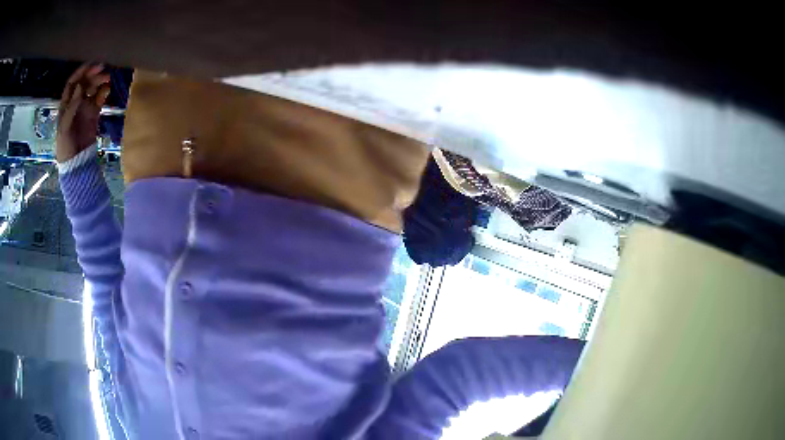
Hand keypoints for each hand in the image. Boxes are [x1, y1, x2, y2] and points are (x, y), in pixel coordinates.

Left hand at [56, 64, 110, 162]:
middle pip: (84, 82)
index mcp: (66, 104)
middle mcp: (76, 102)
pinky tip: (107, 90)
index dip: (80, 72)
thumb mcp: (65, 127)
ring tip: (108, 78)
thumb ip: (71, 106)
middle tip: (102, 70)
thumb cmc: (65, 146)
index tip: (90, 65)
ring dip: (100, 81)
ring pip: (93, 88)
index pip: (72, 82)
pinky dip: (104, 92)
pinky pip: (100, 98)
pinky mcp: (94, 113)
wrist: (75, 163)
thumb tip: (80, 85)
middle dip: (92, 74)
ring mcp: (85, 107)